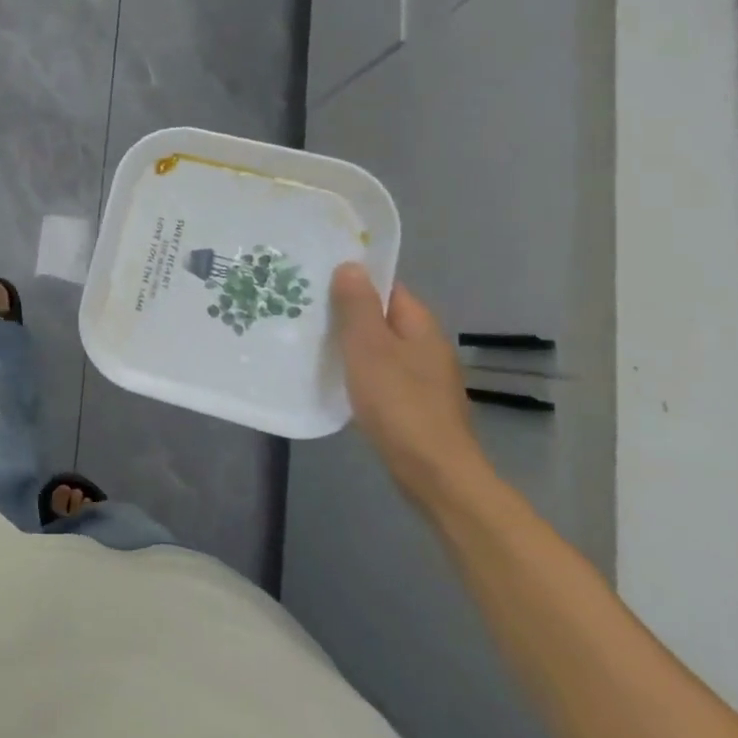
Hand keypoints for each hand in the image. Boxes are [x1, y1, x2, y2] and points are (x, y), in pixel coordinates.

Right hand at [331, 263, 493, 506]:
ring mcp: (423, 378)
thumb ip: (358, 306)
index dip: (355, 281)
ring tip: (310, 341)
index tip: (316, 280)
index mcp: (420, 326)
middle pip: (383, 318)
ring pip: (380, 348)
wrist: (433, 471)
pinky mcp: (413, 404)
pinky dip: (358, 371)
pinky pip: (381, 374)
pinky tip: (334, 379)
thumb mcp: (369, 347)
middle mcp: (426, 346)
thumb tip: (351, 266)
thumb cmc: (398, 402)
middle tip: (304, 309)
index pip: (388, 288)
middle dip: (348, 313)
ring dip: (350, 344)